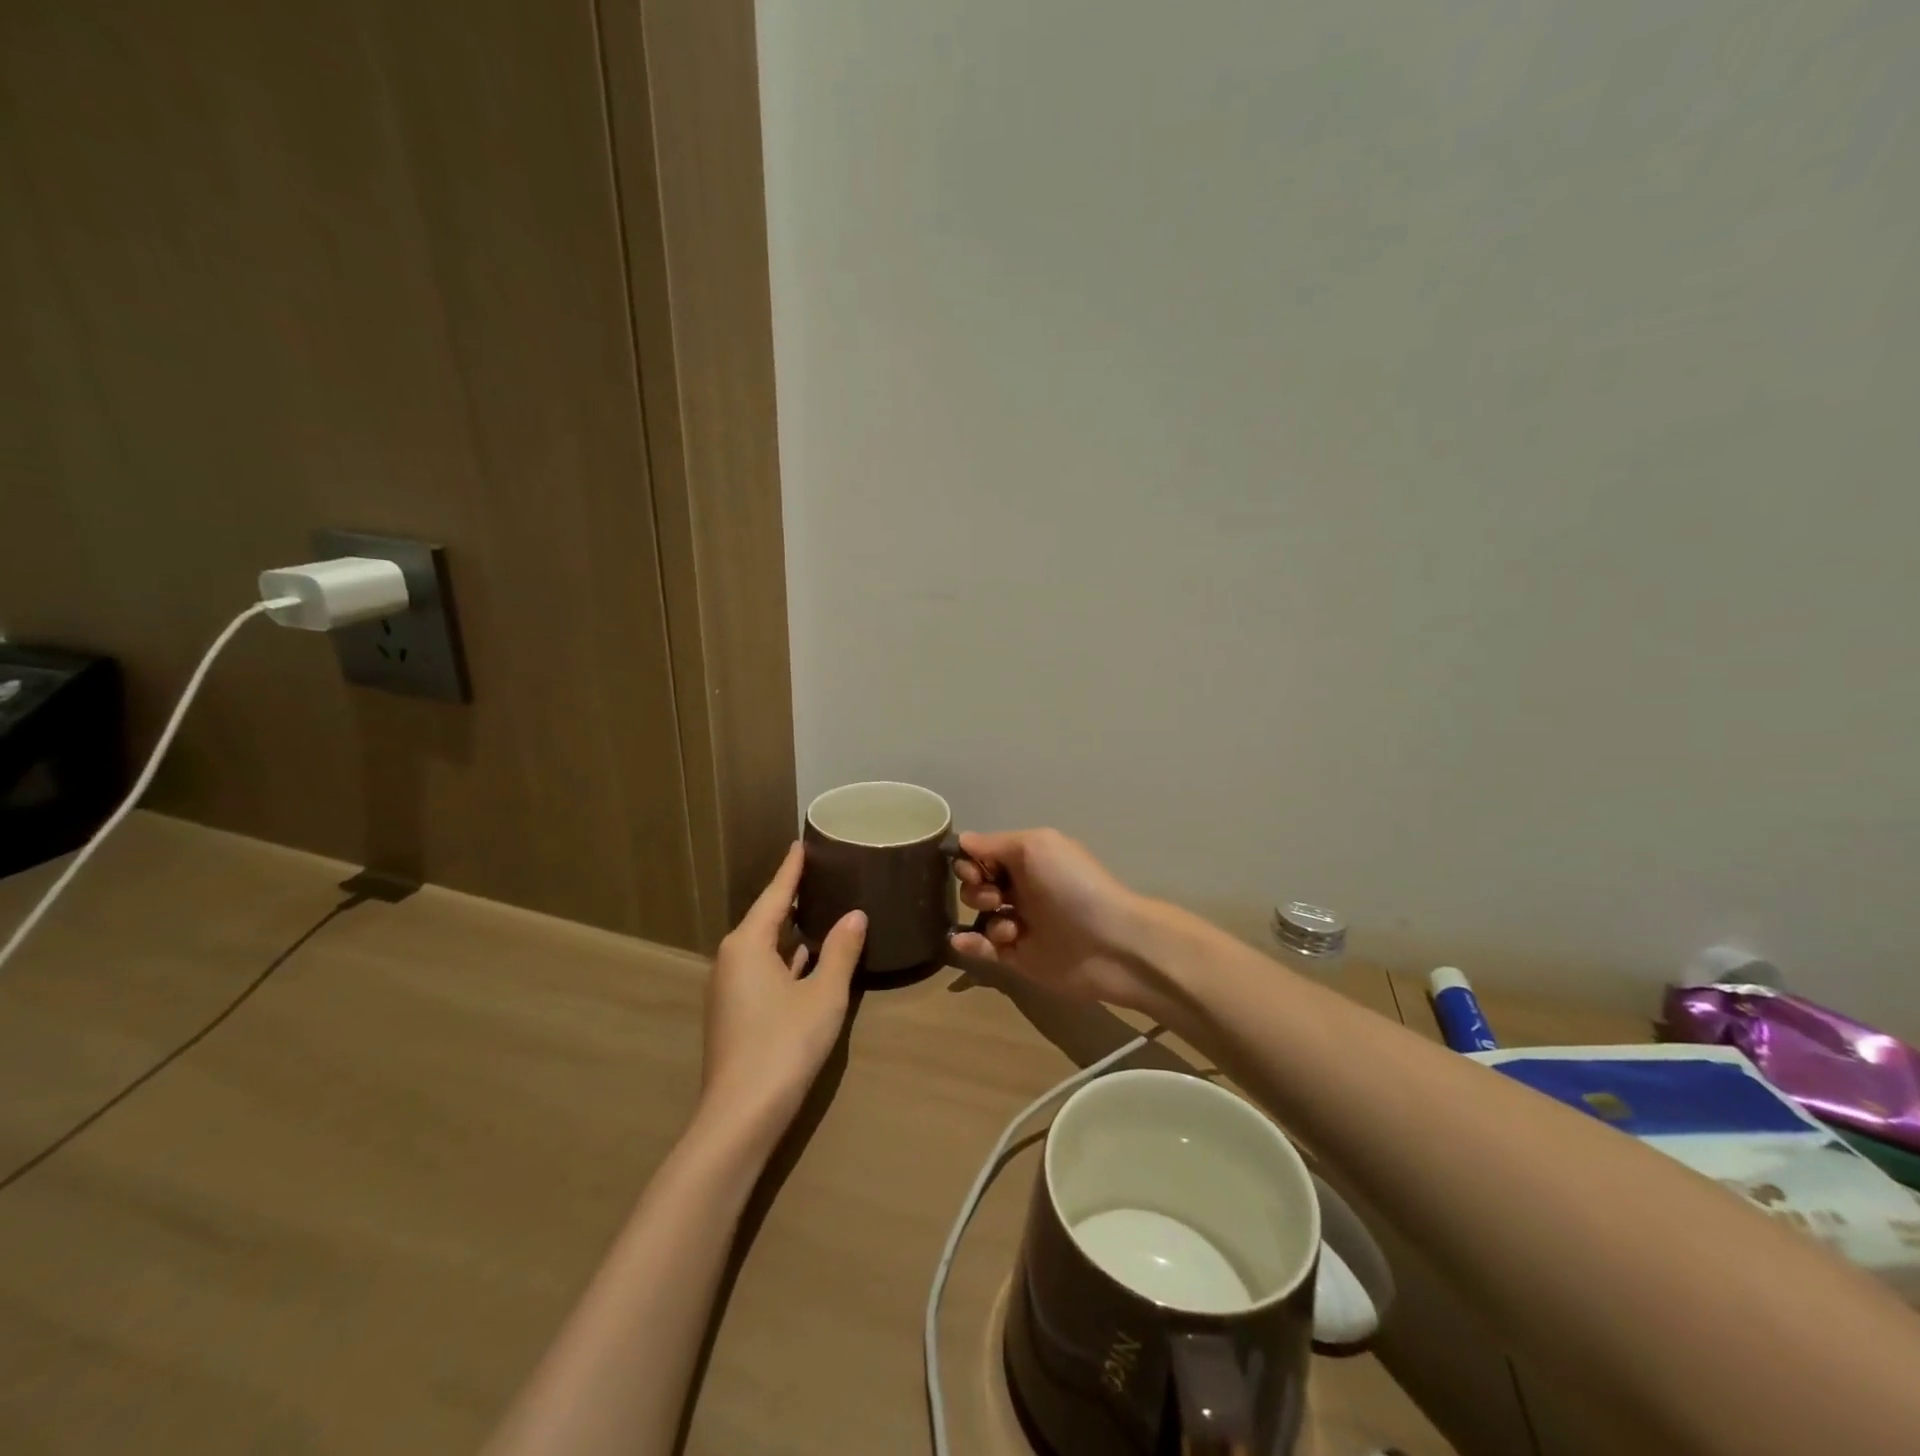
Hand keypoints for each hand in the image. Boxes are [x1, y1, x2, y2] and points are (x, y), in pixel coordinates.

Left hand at [700, 843, 865, 1151]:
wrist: (740, 1115)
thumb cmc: (784, 1044)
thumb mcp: (823, 994)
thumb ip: (840, 951)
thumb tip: (855, 914)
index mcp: (748, 944)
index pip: (774, 895)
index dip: (790, 870)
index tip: (801, 844)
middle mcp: (732, 959)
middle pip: (766, 918)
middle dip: (791, 897)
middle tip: (820, 872)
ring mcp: (731, 989)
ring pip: (765, 947)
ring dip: (790, 930)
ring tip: (820, 908)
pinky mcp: (737, 1014)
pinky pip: (764, 970)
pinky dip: (786, 958)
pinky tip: (807, 958)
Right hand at [950, 828, 1162, 1016]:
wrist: (1111, 944)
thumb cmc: (1072, 886)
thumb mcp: (1035, 847)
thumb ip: (994, 844)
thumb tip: (962, 841)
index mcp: (1030, 859)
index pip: (986, 854)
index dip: (972, 860)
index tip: (973, 870)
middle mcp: (1024, 888)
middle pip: (978, 884)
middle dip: (976, 888)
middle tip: (996, 897)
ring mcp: (1021, 924)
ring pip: (981, 916)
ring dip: (982, 916)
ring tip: (1008, 927)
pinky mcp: (1019, 958)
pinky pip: (984, 949)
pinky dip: (970, 944)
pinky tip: (963, 942)